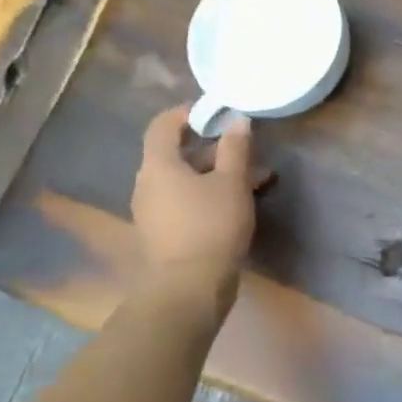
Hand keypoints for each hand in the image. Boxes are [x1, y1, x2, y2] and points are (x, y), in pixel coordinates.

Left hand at [130, 106, 255, 314]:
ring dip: (214, 173)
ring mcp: (151, 211)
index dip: (186, 113)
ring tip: (254, 178)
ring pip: (183, 179)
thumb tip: (238, 120)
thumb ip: (235, 148)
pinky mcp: (162, 232)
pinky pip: (184, 200)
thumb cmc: (211, 226)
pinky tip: (237, 202)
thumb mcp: (232, 182)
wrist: (189, 289)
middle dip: (211, 147)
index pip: (162, 125)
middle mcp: (147, 184)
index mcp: (158, 166)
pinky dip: (207, 193)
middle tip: (243, 147)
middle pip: (175, 153)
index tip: (214, 113)